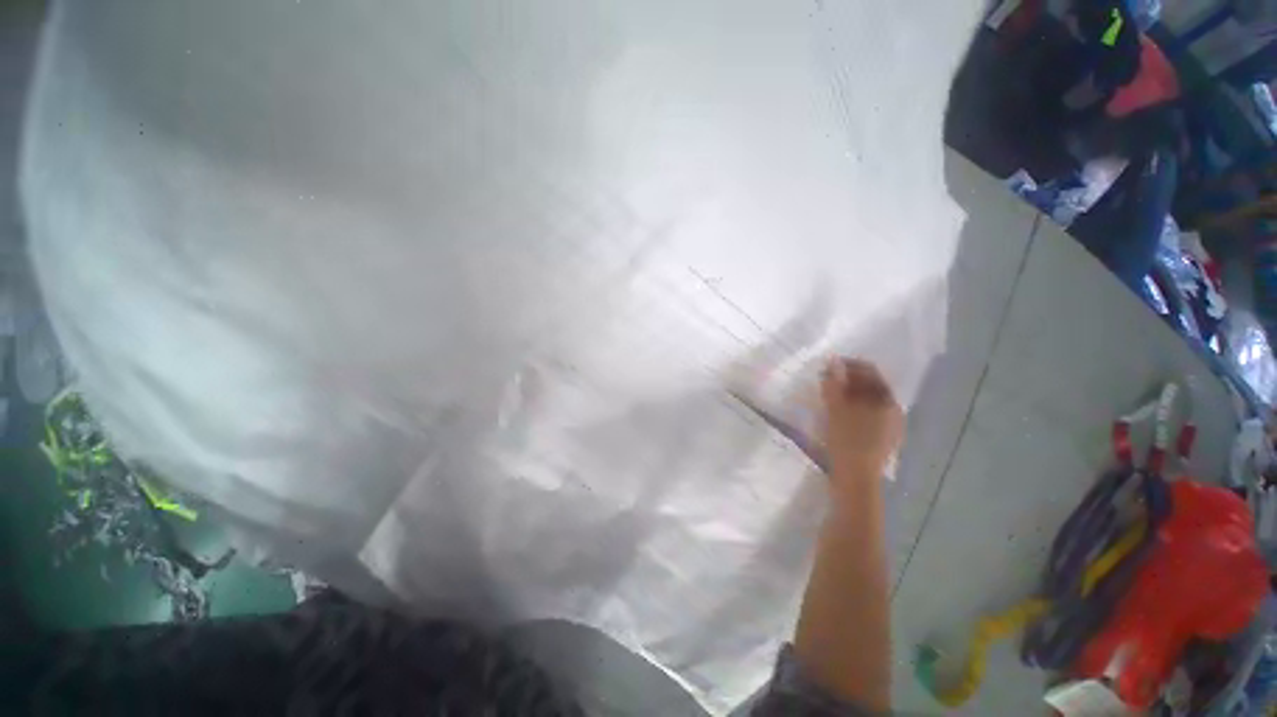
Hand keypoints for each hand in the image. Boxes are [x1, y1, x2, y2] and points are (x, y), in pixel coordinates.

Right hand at [820, 358, 903, 486]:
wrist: (855, 479)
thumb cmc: (847, 440)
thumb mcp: (836, 409)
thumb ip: (834, 383)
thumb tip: (833, 362)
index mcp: (887, 400)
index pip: (870, 371)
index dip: (848, 365)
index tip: (827, 366)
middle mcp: (893, 410)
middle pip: (870, 385)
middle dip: (848, 380)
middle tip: (825, 380)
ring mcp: (889, 426)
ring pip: (868, 401)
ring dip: (849, 394)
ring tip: (829, 396)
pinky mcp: (881, 439)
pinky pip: (867, 414)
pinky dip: (853, 408)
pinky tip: (839, 414)